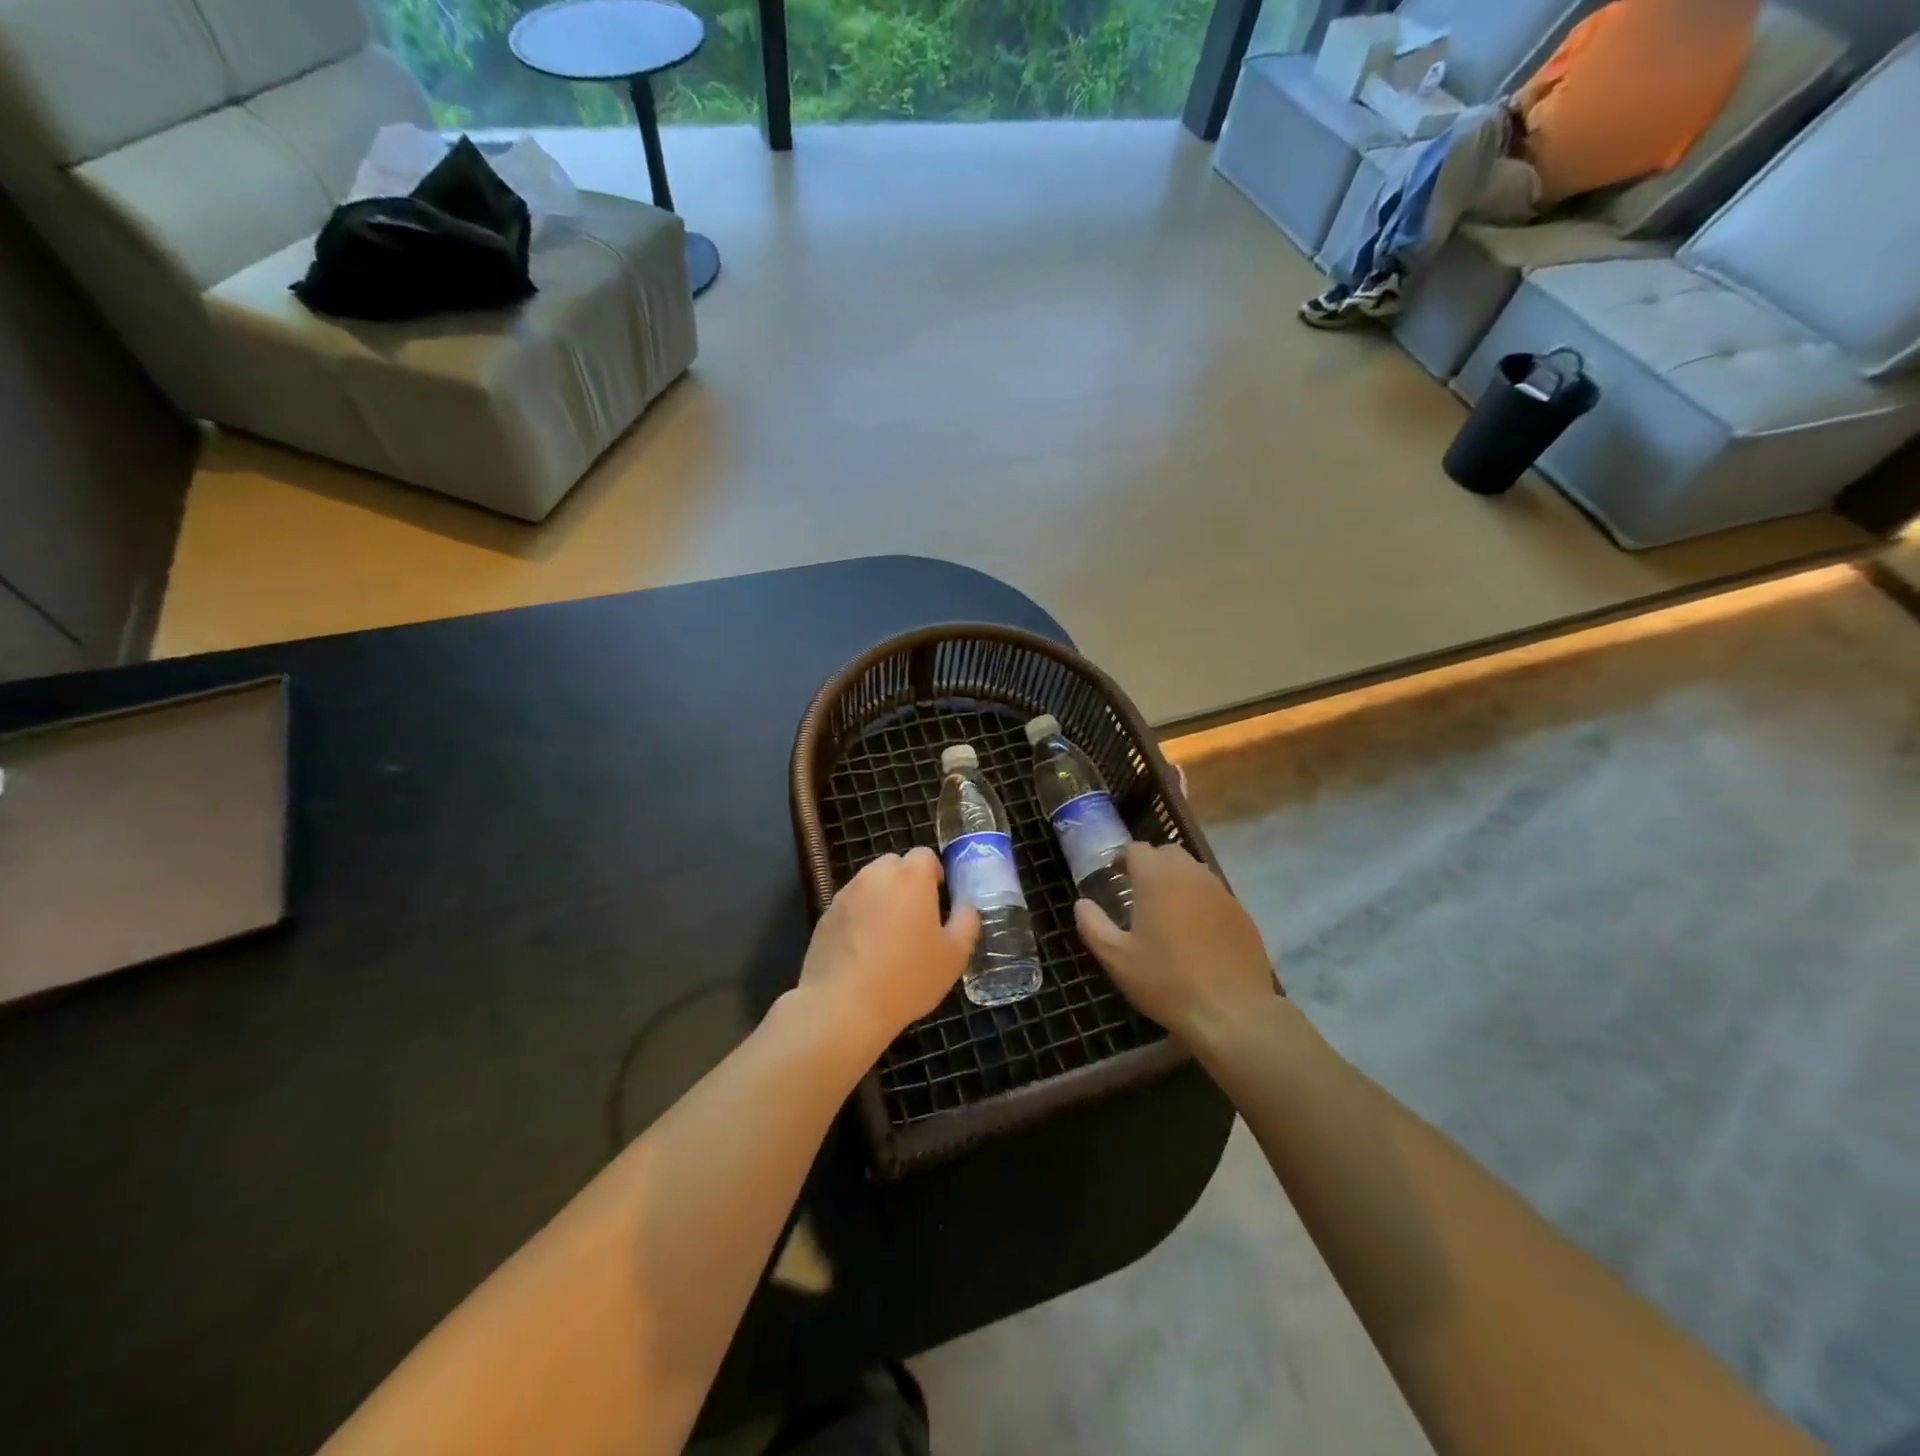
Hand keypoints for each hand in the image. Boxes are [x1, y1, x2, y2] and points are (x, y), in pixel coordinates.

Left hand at [794, 847, 978, 1063]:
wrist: (843, 1006)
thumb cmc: (907, 978)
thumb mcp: (954, 956)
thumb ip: (966, 921)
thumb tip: (966, 906)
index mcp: (910, 878)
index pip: (925, 855)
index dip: (934, 874)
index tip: (939, 900)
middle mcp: (875, 876)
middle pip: (894, 865)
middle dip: (906, 882)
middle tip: (915, 917)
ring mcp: (846, 894)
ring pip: (870, 884)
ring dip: (882, 898)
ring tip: (888, 936)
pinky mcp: (825, 915)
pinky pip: (850, 906)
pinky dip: (859, 917)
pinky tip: (863, 950)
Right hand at [1076, 842, 1275, 1048]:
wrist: (1232, 1012)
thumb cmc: (1167, 981)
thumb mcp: (1116, 959)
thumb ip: (1093, 925)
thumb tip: (1082, 904)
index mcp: (1157, 878)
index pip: (1137, 849)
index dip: (1123, 860)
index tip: (1115, 880)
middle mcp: (1191, 875)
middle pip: (1168, 853)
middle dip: (1152, 866)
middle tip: (1139, 894)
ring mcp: (1221, 892)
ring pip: (1194, 871)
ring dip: (1177, 881)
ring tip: (1166, 912)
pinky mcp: (1242, 913)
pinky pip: (1214, 894)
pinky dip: (1200, 902)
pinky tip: (1195, 933)